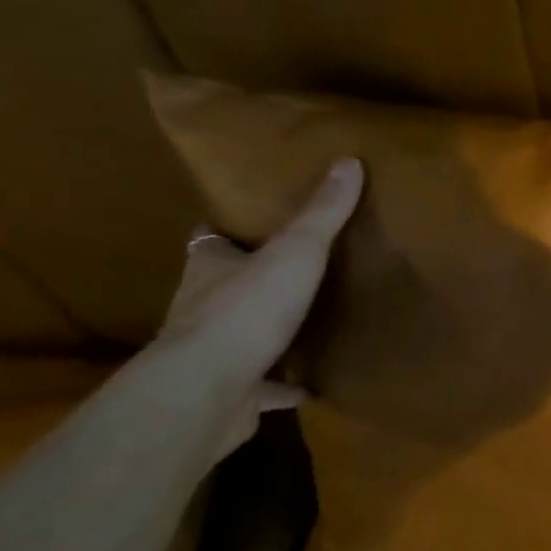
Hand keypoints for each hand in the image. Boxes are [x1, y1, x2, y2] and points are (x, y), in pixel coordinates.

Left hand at [158, 157, 363, 450]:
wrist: (209, 390)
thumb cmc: (247, 310)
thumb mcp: (296, 251)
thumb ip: (323, 213)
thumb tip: (349, 159)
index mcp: (209, 267)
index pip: (209, 241)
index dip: (227, 231)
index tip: (248, 225)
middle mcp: (201, 307)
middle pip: (222, 285)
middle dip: (248, 279)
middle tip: (289, 272)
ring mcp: (213, 354)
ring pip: (238, 336)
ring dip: (264, 331)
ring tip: (304, 325)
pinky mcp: (231, 392)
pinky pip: (262, 385)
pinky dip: (281, 385)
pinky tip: (309, 385)